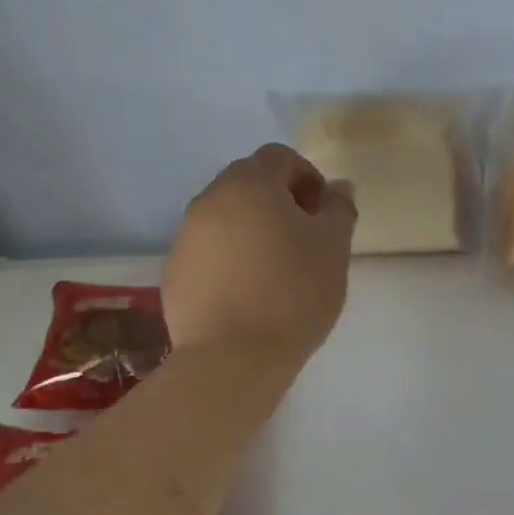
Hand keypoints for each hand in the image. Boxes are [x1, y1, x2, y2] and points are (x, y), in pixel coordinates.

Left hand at [165, 144, 356, 363]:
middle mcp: (210, 200)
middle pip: (248, 182)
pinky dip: (230, 259)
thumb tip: (338, 188)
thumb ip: (339, 210)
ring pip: (226, 217)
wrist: (233, 357)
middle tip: (304, 239)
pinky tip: (249, 294)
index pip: (280, 157)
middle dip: (279, 201)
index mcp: (250, 185)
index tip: (324, 213)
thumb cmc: (293, 294)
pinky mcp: (174, 272)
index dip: (308, 177)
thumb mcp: (333, 249)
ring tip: (276, 270)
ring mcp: (185, 237)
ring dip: (253, 229)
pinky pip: (209, 251)